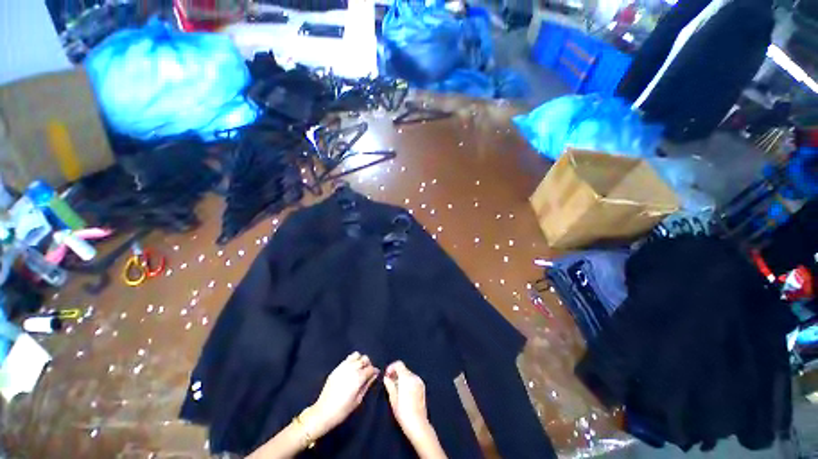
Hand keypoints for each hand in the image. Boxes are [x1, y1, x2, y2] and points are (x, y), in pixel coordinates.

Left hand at [308, 352, 378, 436]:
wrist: (323, 412)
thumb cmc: (343, 410)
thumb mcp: (358, 400)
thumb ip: (367, 385)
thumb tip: (374, 375)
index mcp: (358, 378)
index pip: (370, 368)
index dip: (374, 371)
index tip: (374, 375)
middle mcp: (351, 369)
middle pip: (364, 359)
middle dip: (368, 364)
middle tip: (367, 372)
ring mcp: (343, 367)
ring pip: (356, 355)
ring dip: (360, 360)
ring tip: (359, 369)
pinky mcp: (336, 368)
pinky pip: (347, 359)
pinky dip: (352, 361)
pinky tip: (350, 370)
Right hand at [383, 361, 429, 437]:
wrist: (418, 424)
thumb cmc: (403, 412)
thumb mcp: (393, 399)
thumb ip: (389, 385)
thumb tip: (386, 377)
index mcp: (407, 377)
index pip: (399, 364)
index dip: (391, 367)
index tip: (386, 375)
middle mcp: (414, 377)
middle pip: (404, 369)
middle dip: (396, 373)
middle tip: (389, 383)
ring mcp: (420, 382)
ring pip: (408, 374)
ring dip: (401, 378)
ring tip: (396, 389)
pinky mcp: (422, 387)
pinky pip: (413, 380)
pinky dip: (407, 382)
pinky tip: (404, 392)